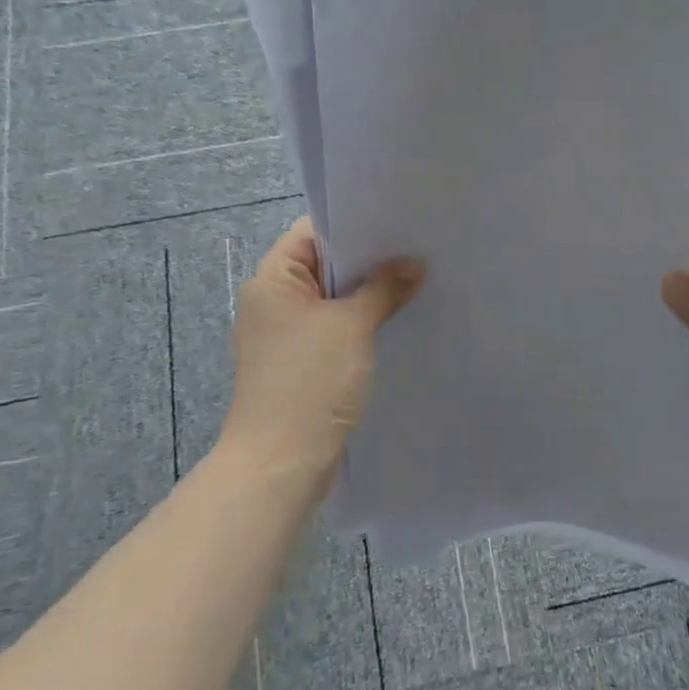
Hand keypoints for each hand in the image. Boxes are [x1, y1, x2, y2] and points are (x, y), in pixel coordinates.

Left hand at [222, 218, 424, 483]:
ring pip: (332, 300)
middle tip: (416, 251)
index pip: (311, 233)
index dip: (353, 227)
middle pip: (324, 266)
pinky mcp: (299, 364)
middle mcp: (273, 301)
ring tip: (414, 282)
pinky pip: (332, 329)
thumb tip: (414, 263)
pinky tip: (395, 321)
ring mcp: (285, 335)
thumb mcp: (352, 326)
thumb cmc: (310, 382)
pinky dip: (359, 323)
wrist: (280, 464)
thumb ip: (384, 287)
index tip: (396, 225)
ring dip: (367, 294)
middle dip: (368, 262)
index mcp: (272, 281)